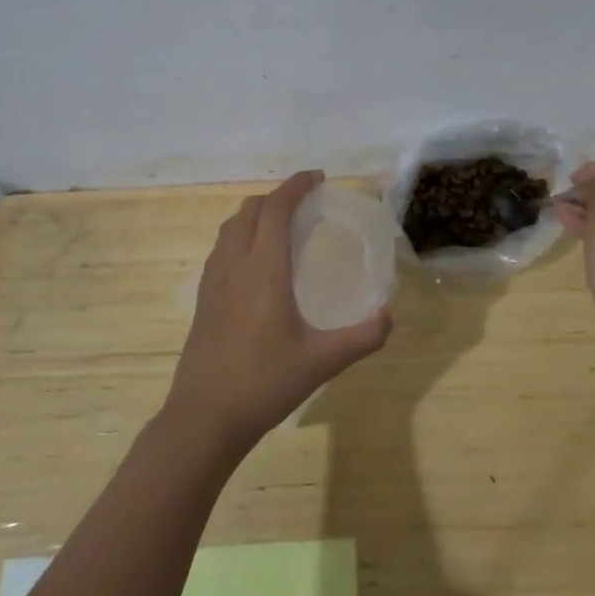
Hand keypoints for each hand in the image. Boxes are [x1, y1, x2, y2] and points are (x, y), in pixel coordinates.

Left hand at [164, 171, 393, 456]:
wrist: (205, 417)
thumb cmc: (265, 383)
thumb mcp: (323, 361)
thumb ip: (364, 336)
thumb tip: (391, 315)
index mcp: (263, 270)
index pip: (276, 209)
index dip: (296, 186)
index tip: (318, 177)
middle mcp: (234, 265)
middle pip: (250, 210)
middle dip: (278, 196)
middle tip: (306, 203)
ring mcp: (213, 281)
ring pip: (230, 227)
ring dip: (256, 214)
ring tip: (282, 225)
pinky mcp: (203, 299)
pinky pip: (221, 249)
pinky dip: (241, 236)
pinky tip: (257, 263)